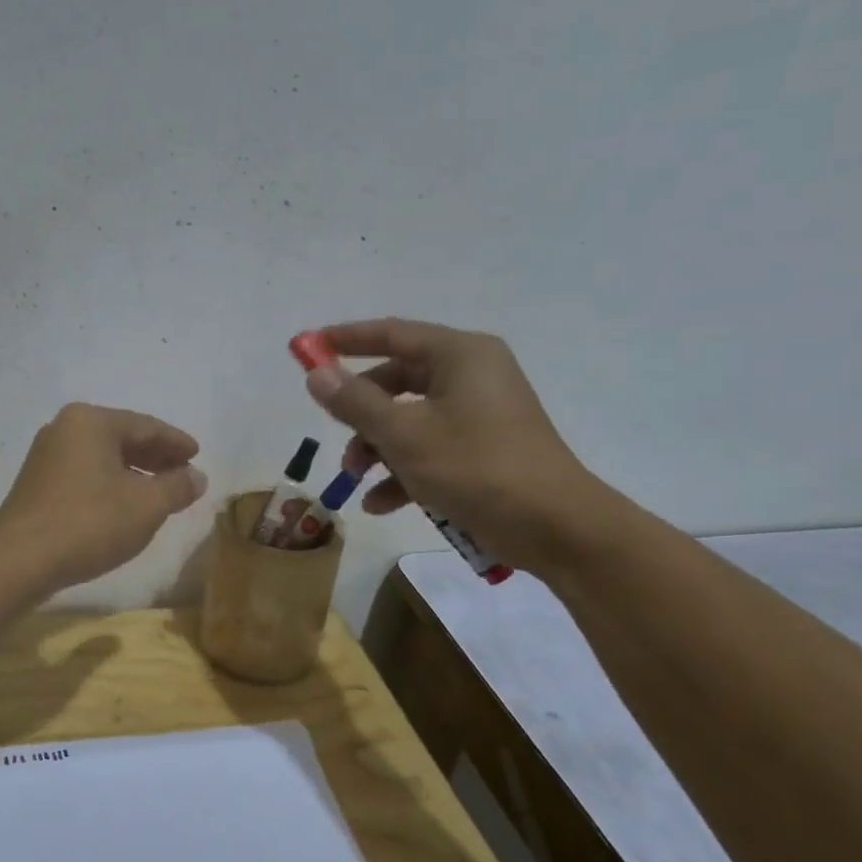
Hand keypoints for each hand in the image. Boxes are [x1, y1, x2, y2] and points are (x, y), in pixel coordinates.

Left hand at [0, 403, 207, 592]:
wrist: (20, 560)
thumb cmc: (90, 523)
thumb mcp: (147, 506)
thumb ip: (177, 486)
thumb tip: (196, 476)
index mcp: (91, 421)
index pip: (146, 426)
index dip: (176, 442)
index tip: (197, 455)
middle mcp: (64, 429)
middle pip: (121, 438)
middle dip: (155, 457)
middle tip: (183, 474)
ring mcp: (45, 456)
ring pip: (102, 458)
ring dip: (133, 473)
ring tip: (159, 493)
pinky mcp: (36, 484)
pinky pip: (84, 474)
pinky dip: (109, 484)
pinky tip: (123, 506)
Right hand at [300, 319, 610, 574]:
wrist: (555, 527)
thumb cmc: (476, 468)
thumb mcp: (404, 435)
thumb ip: (355, 402)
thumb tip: (316, 374)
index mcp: (459, 355)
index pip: (391, 334)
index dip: (345, 340)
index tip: (306, 347)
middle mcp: (472, 374)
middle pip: (397, 380)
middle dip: (360, 413)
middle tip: (333, 434)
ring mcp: (481, 412)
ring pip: (410, 418)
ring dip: (377, 448)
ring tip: (355, 481)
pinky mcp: (485, 447)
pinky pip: (431, 447)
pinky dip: (404, 470)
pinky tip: (381, 504)